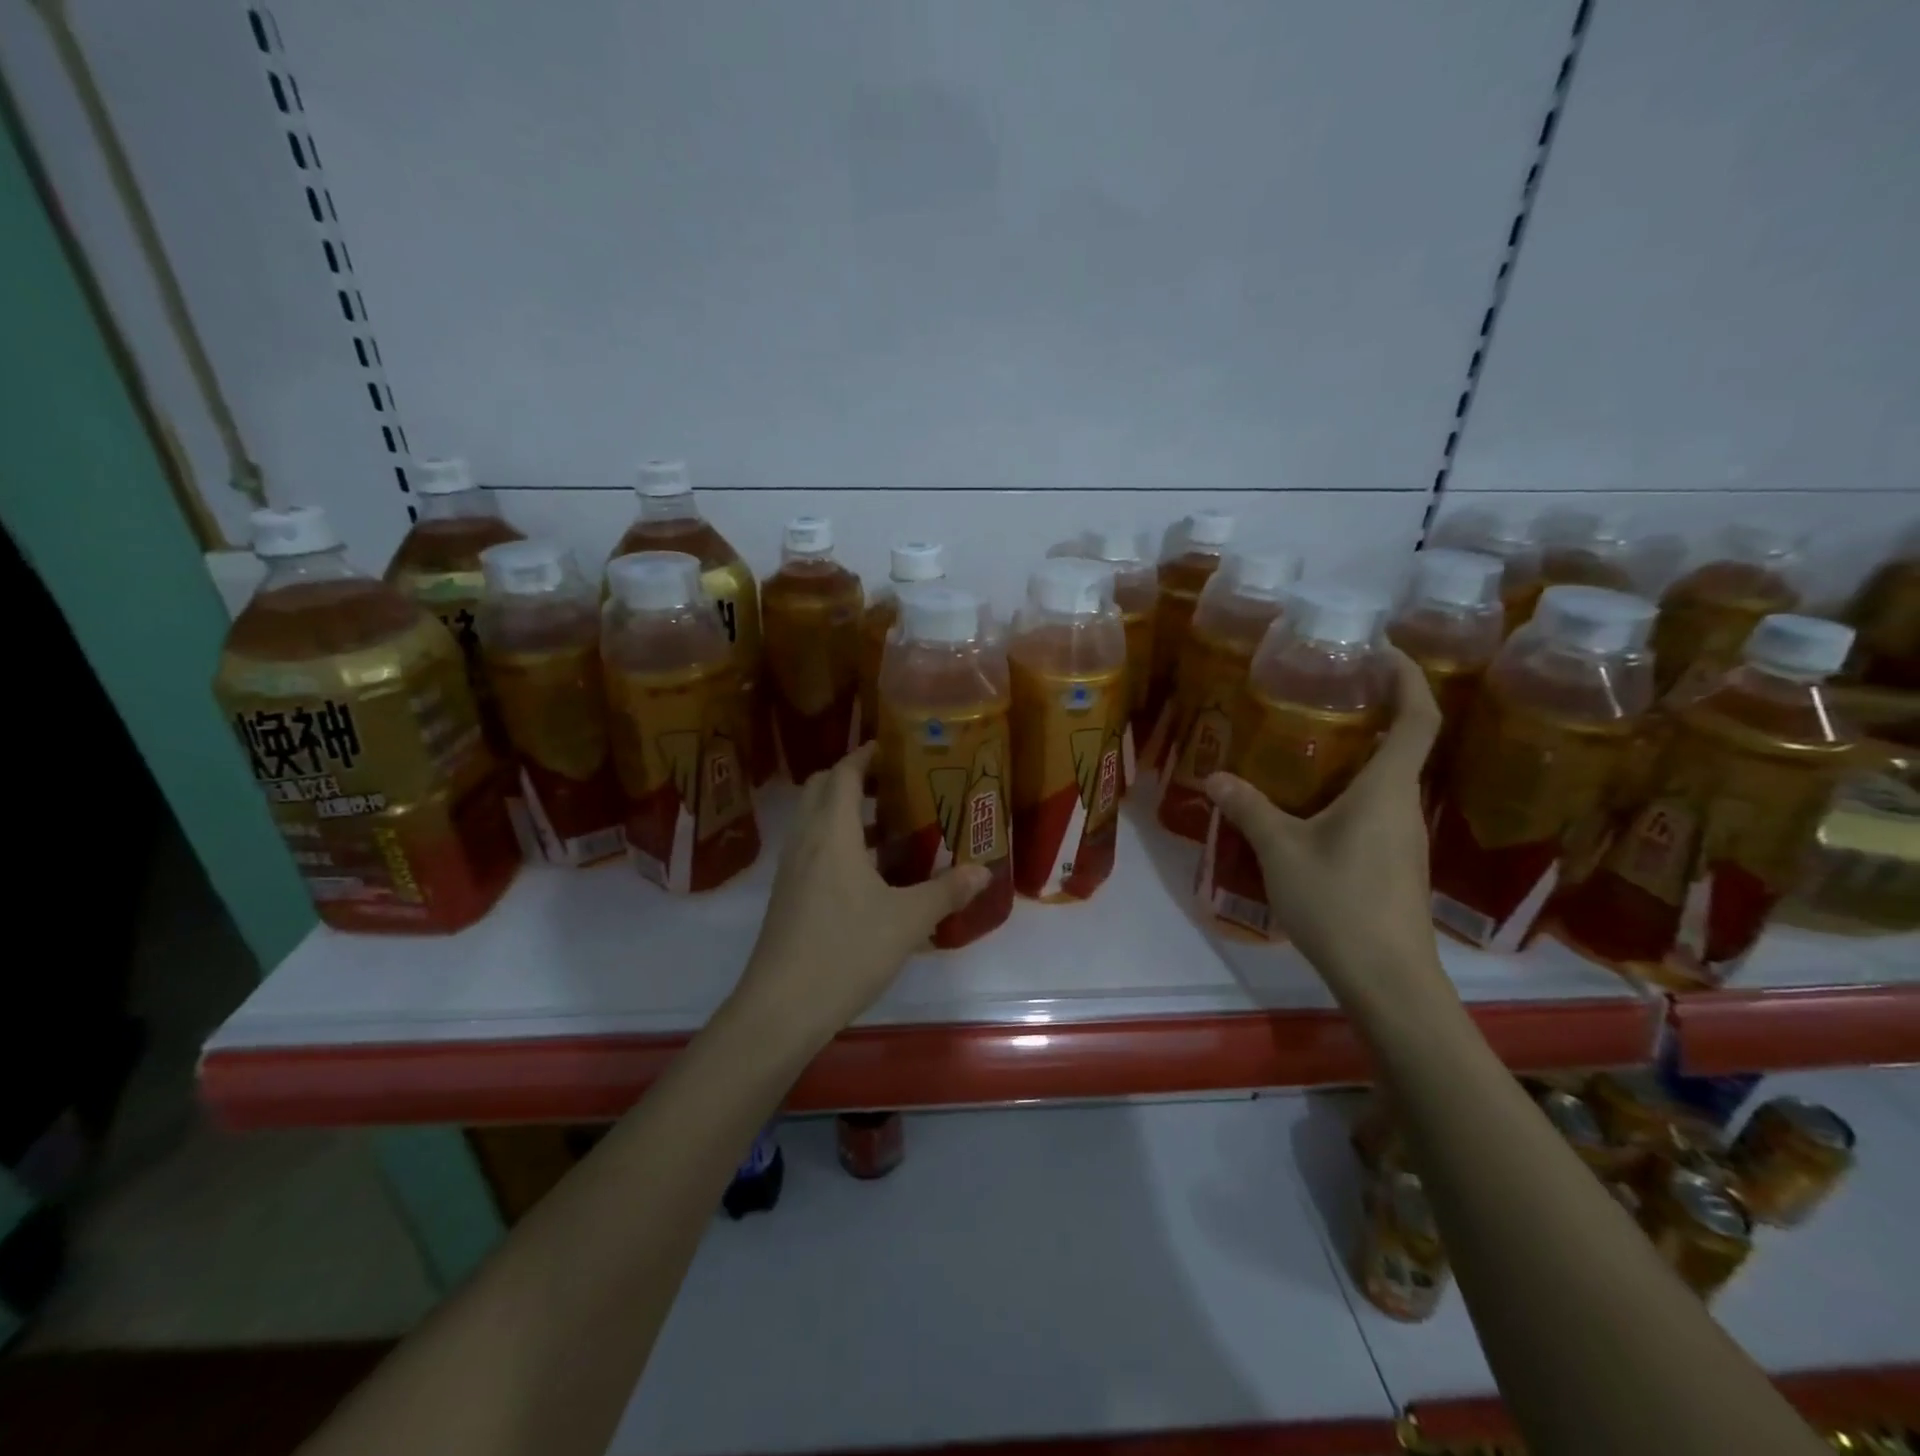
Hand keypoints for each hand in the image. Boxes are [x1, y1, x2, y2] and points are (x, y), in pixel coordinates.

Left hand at [728, 743, 989, 1054]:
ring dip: (843, 812)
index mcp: (831, 833)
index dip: (866, 755)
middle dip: (852, 778)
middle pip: (820, 788)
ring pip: (812, 820)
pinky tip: (867, 873)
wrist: (781, 1008)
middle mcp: (805, 841)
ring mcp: (790, 869)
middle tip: (892, 787)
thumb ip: (946, 891)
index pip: (842, 773)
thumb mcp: (907, 921)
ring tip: (886, 827)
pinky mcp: (786, 895)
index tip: (895, 749)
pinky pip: (810, 848)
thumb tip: (983, 871)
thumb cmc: (846, 951)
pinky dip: (835, 841)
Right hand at [1203, 648, 1449, 1013]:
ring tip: (1314, 742)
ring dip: (1362, 752)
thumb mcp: (1282, 851)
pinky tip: (1315, 803)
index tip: (1382, 651)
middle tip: (1329, 690)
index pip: (1417, 718)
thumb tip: (1214, 777)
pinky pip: (1379, 807)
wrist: (1388, 979)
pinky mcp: (1397, 863)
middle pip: (1406, 743)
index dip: (1408, 678)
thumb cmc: (1340, 903)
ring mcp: (1406, 837)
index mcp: (1386, 790)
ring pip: (1390, 779)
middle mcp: (1405, 806)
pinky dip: (1354, 788)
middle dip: (1377, 709)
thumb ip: (1250, 809)